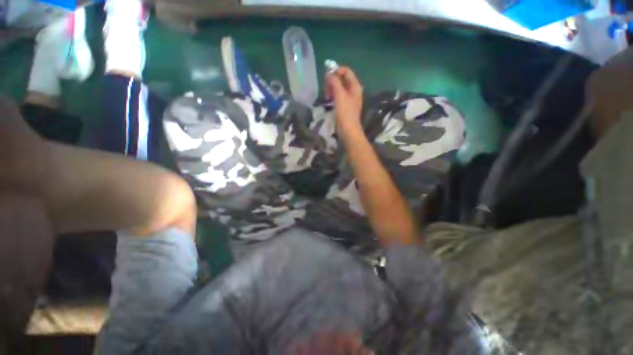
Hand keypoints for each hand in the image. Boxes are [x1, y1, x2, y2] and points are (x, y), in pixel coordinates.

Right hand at [325, 66, 363, 136]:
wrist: (348, 130)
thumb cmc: (345, 113)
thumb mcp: (340, 95)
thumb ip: (335, 82)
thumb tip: (329, 74)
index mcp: (355, 86)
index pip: (346, 71)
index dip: (336, 71)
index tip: (327, 77)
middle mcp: (353, 91)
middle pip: (342, 79)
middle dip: (333, 81)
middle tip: (326, 88)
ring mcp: (349, 99)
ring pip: (339, 88)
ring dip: (331, 89)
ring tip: (326, 96)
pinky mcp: (345, 106)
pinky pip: (338, 96)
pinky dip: (333, 96)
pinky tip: (328, 101)